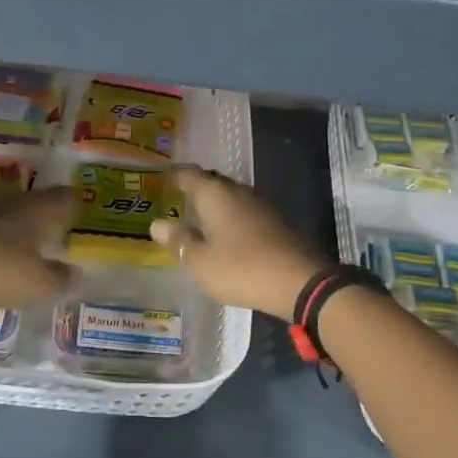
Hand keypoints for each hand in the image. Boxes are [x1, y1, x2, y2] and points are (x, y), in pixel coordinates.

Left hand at [0, 186, 76, 310]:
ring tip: (35, 242)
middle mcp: (16, 204)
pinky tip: (5, 253)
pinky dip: (4, 237)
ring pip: (15, 212)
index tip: (81, 212)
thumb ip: (60, 279)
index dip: (74, 204)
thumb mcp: (39, 284)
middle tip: (61, 227)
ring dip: (26, 223)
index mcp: (40, 211)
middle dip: (50, 212)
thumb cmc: (1, 271)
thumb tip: (76, 274)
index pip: (65, 198)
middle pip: (40, 201)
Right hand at [150, 167, 324, 318]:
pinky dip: (231, 220)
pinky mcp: (277, 224)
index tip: (161, 179)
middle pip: (212, 183)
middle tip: (176, 198)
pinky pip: (245, 214)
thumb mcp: (200, 261)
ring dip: (215, 206)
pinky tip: (226, 235)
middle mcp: (239, 192)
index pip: (190, 175)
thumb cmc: (241, 268)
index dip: (174, 176)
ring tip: (198, 218)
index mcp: (215, 195)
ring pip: (231, 198)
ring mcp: (261, 206)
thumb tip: (157, 224)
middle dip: (195, 189)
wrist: (300, 282)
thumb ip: (178, 241)